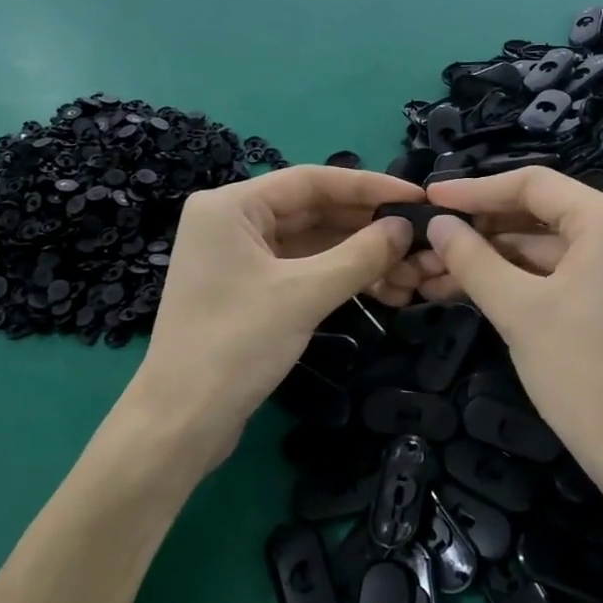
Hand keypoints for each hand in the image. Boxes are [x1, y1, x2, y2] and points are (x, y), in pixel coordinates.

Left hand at [131, 166, 421, 472]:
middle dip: (366, 226)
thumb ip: (360, 255)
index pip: (311, 181)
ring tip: (409, 269)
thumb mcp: (304, 294)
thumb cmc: (236, 345)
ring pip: (311, 242)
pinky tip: (380, 285)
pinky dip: (339, 275)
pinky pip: (302, 268)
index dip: (367, 187)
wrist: (183, 421)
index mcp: (231, 205)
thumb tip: (406, 228)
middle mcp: (232, 222)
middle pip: (312, 210)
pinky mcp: (249, 290)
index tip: (415, 198)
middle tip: (419, 237)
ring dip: (358, 254)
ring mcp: (239, 258)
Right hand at [422, 169, 602, 512]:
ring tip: (439, 274)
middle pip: (541, 214)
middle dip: (482, 230)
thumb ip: (472, 259)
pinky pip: (566, 272)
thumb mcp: (517, 310)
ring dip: (497, 259)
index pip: (533, 184)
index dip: (475, 190)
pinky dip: (524, 280)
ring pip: (550, 248)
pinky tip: (478, 291)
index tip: (430, 198)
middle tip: (430, 243)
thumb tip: (438, 224)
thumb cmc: (582, 374)